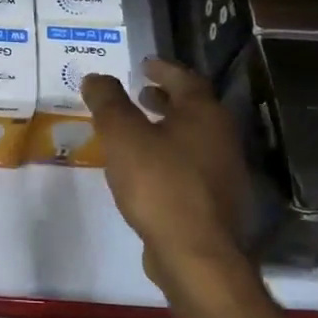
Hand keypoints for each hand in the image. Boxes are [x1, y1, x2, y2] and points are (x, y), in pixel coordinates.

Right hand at [81, 57, 251, 298]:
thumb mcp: (122, 136)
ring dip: (167, 127)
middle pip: (193, 108)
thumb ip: (108, 102)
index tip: (144, 64)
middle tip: (140, 92)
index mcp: (204, 115)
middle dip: (166, 98)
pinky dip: (169, 155)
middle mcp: (221, 138)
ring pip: (193, 138)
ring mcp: (222, 172)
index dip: (163, 69)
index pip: (185, 79)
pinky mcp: (214, 202)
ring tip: (138, 130)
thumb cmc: (159, 184)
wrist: (195, 253)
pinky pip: (190, 165)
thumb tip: (95, 77)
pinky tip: (146, 170)